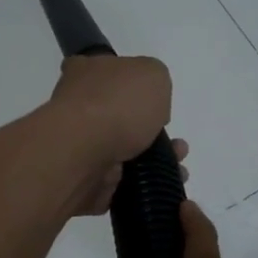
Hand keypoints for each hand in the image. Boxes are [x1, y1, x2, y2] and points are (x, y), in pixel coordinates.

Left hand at [44, 54, 184, 215]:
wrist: (83, 155)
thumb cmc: (117, 105)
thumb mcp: (152, 73)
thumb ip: (155, 81)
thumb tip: (150, 103)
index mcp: (85, 73)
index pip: (103, 71)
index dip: (128, 83)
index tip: (150, 99)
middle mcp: (78, 109)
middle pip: (119, 116)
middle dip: (152, 130)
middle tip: (175, 140)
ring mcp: (80, 148)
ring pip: (125, 154)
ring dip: (155, 160)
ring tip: (178, 164)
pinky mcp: (86, 182)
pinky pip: (121, 184)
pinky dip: (145, 185)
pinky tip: (167, 183)